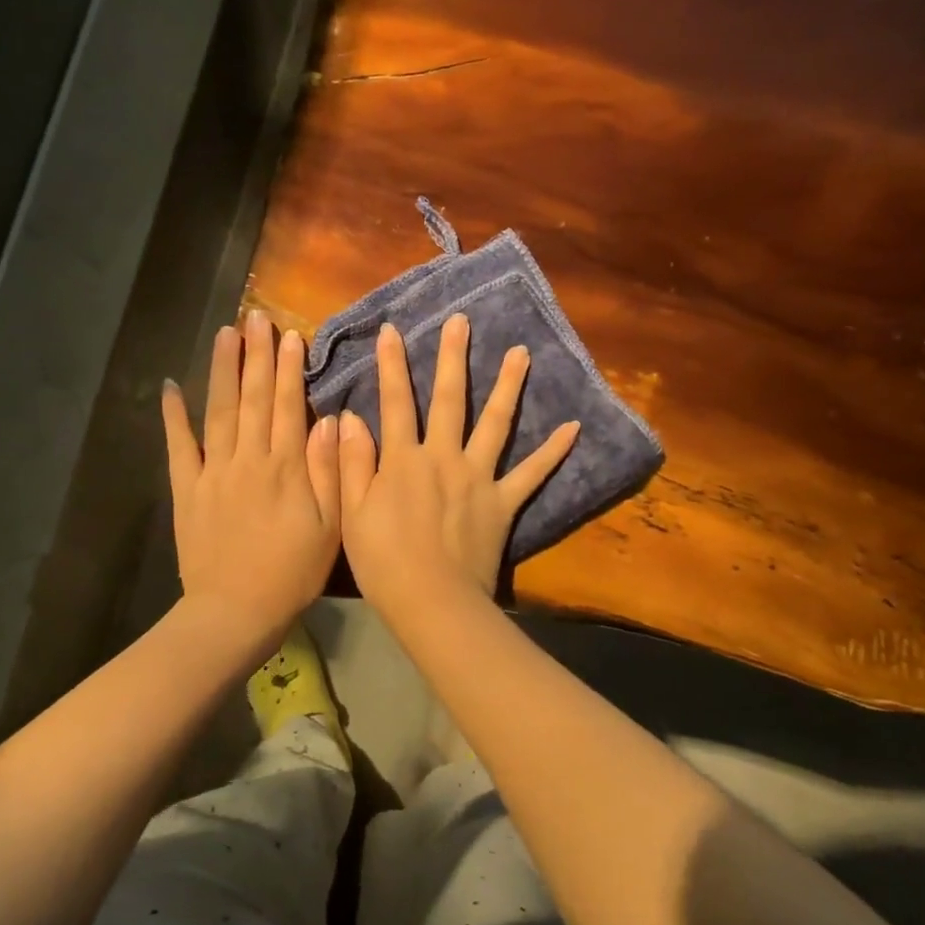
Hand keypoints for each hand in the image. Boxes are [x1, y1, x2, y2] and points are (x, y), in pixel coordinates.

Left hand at [162, 310, 340, 645]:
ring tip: (226, 334)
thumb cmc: (292, 572)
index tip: (290, 335)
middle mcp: (248, 459)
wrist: (235, 611)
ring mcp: (213, 472)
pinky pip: (179, 447)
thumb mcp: (329, 526)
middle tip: (256, 317)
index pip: (288, 406)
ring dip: (223, 370)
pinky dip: (174, 417)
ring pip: (219, 411)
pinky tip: (170, 388)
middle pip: (253, 398)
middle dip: (257, 355)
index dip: (289, 369)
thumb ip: (329, 471)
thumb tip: (329, 421)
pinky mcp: (188, 489)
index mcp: (286, 467)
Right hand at [339, 314, 577, 613]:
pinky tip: (573, 427)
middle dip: (453, 357)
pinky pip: (532, 474)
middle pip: (450, 399)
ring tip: (522, 353)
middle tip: (462, 321)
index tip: (394, 330)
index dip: (393, 365)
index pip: (396, 402)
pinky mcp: (503, 502)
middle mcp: (443, 457)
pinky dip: (553, 451)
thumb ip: (352, 463)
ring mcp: (478, 478)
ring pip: (495, 423)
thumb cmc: (384, 563)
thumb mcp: (353, 513)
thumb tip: (350, 417)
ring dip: (508, 386)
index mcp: (403, 460)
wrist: (433, 603)